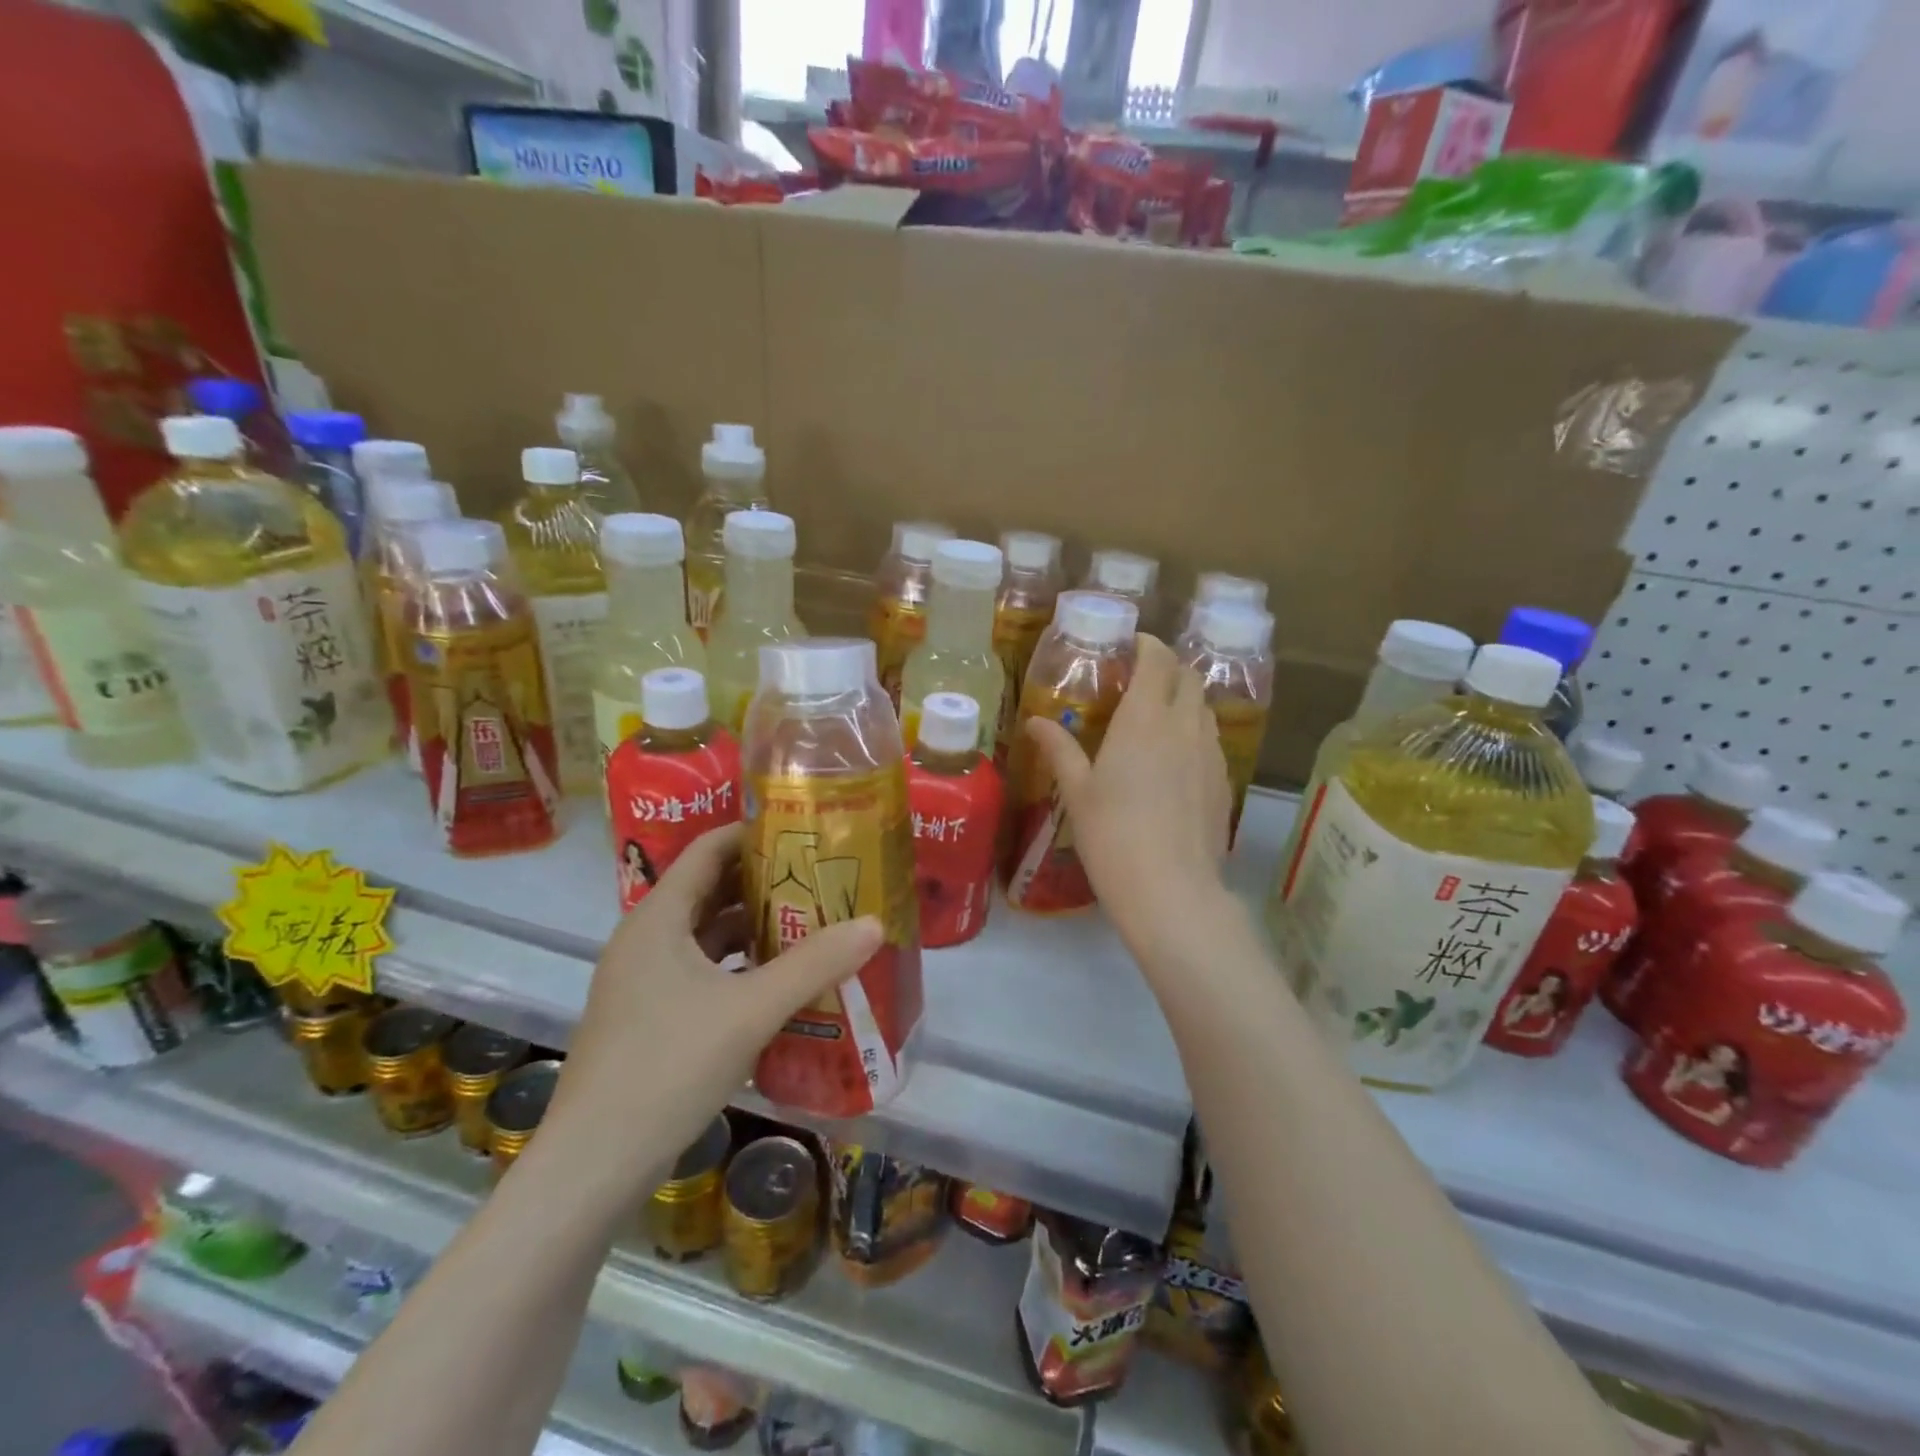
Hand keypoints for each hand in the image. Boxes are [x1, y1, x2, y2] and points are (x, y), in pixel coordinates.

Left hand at [549, 825, 881, 1194]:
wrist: (594, 1166)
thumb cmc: (668, 1067)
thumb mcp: (750, 1010)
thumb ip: (814, 964)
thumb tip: (875, 924)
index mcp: (658, 919)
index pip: (708, 850)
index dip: (754, 834)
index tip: (804, 831)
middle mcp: (646, 940)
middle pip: (710, 891)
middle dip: (765, 881)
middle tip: (821, 876)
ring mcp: (644, 982)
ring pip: (707, 936)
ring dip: (755, 928)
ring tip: (812, 922)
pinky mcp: (650, 1018)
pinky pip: (703, 973)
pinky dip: (740, 967)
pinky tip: (780, 981)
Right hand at [1027, 634, 1231, 955]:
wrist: (1171, 890)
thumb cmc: (1112, 835)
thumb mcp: (1078, 791)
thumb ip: (1059, 749)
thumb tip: (1035, 721)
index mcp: (1144, 719)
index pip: (1157, 660)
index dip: (1147, 644)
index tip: (1130, 645)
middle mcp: (1184, 726)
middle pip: (1188, 677)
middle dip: (1167, 668)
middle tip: (1140, 680)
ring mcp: (1210, 754)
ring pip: (1204, 708)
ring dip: (1184, 700)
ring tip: (1157, 718)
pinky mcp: (1223, 782)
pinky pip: (1211, 740)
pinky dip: (1195, 733)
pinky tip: (1175, 760)